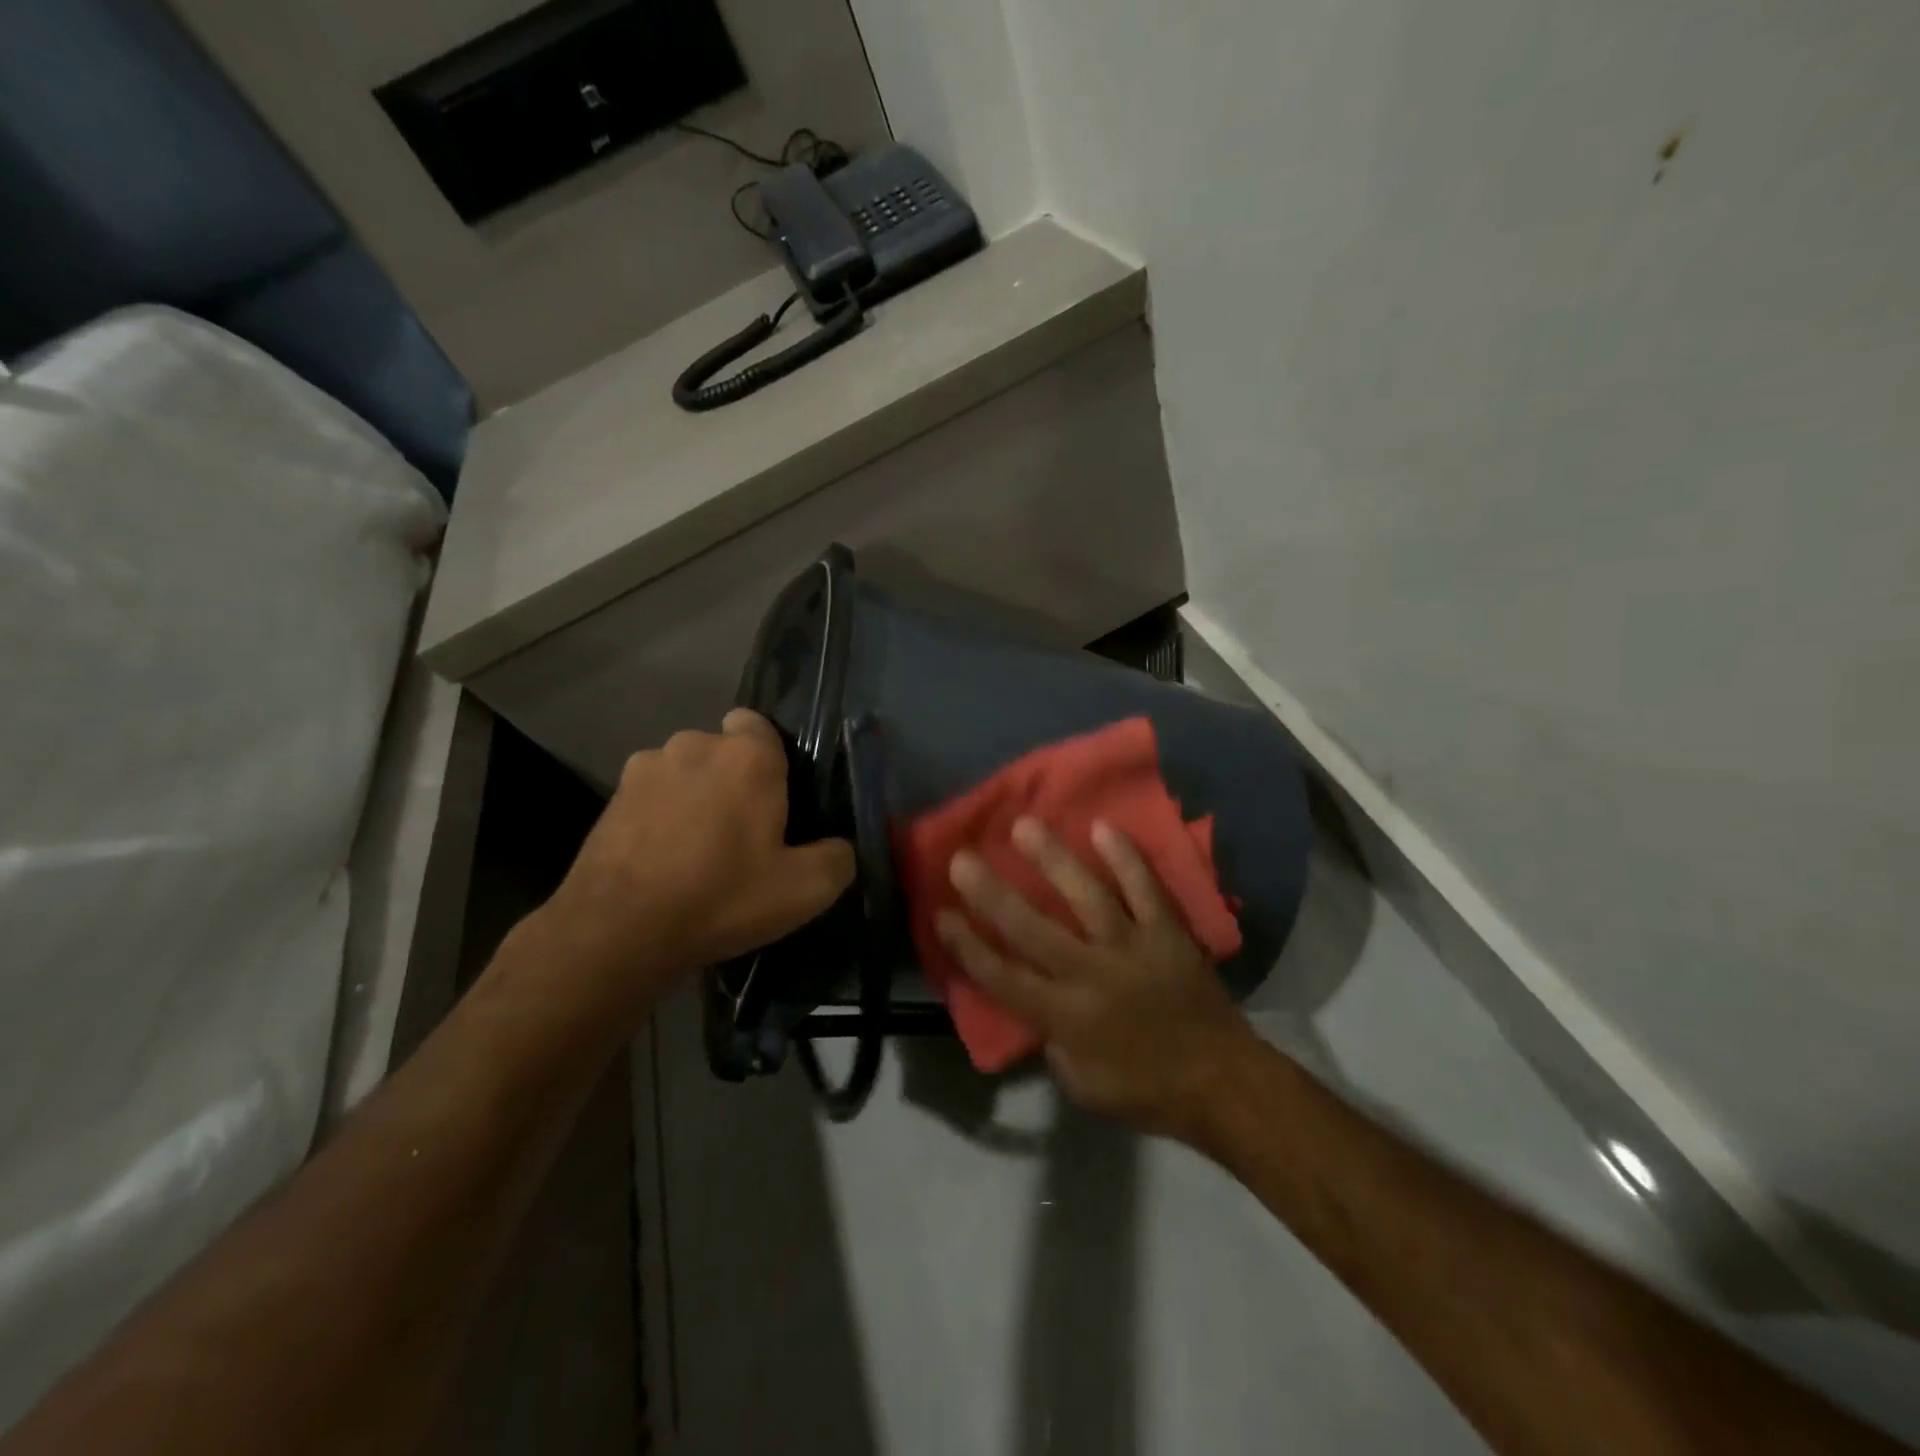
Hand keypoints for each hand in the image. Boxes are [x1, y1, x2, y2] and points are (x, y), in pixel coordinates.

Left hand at [539, 710, 855, 1020]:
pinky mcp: (610, 797)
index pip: (760, 724)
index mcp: (747, 756)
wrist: (617, 931)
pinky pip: (651, 796)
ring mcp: (645, 768)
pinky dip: (659, 816)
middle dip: (732, 780)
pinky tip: (661, 860)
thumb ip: (837, 859)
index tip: (773, 798)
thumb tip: (839, 848)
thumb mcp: (803, 891)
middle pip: (722, 751)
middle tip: (741, 834)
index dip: (769, 757)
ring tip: (695, 850)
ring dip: (693, 796)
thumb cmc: (720, 897)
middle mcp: (694, 745)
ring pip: (684, 772)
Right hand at [937, 817, 1261, 1140]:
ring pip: (1086, 896)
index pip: (1002, 977)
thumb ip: (1049, 1039)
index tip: (940, 913)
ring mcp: (1132, 947)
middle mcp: (1092, 974)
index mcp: (1065, 1016)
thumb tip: (1032, 998)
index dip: (967, 946)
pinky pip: (1145, 889)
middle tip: (962, 858)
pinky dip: (1126, 858)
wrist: (1221, 1083)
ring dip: (1052, 859)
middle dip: (991, 893)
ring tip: (1024, 826)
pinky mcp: (1167, 932)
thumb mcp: (1080, 1084)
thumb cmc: (1144, 1090)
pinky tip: (1103, 828)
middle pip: (1031, 928)